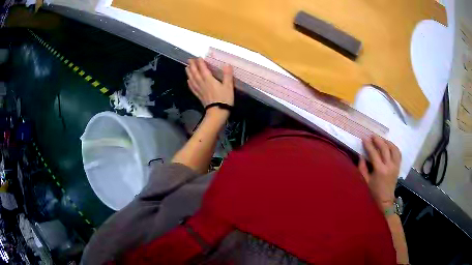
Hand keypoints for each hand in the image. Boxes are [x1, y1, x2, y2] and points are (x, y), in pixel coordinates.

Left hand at [185, 58, 233, 107]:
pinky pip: (193, 88)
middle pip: (195, 73)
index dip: (200, 63)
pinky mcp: (199, 96)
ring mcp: (200, 90)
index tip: (198, 57)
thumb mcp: (228, 86)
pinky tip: (188, 81)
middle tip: (189, 60)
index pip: (203, 69)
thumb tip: (227, 64)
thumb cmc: (224, 99)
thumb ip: (227, 75)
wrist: (217, 113)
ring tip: (186, 67)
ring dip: (189, 73)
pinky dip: (190, 83)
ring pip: (192, 79)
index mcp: (209, 80)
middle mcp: (202, 83)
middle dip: (192, 66)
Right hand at [358, 136, 400, 210]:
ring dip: (387, 142)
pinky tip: (389, 146)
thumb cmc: (373, 193)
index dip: (368, 145)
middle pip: (385, 148)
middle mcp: (389, 166)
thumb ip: (362, 168)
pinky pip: (398, 153)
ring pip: (393, 148)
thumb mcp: (365, 182)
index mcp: (380, 170)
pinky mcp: (398, 167)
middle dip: (378, 140)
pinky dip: (394, 147)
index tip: (364, 138)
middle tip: (372, 135)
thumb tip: (361, 155)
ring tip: (381, 139)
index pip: (374, 153)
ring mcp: (395, 166)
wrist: (385, 201)